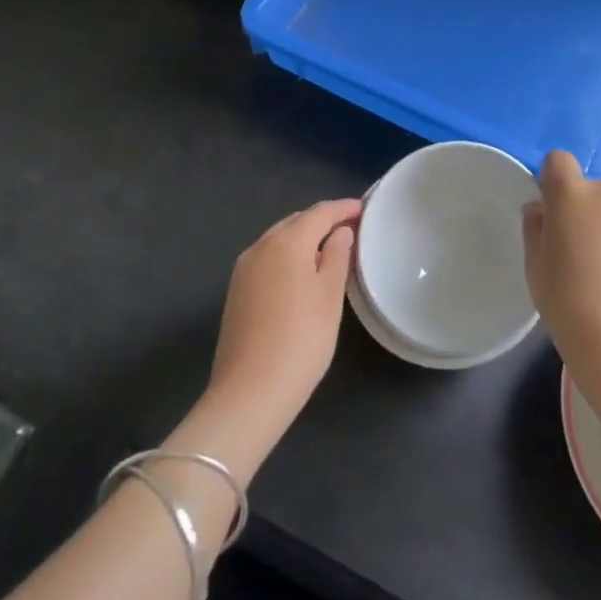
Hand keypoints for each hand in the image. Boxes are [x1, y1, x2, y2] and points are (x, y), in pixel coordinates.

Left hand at [206, 198, 360, 447]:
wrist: (249, 392)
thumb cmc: (302, 340)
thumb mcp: (330, 296)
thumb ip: (337, 257)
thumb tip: (341, 232)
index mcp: (287, 241)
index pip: (320, 212)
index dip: (343, 208)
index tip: (364, 209)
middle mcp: (260, 246)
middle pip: (296, 222)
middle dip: (322, 221)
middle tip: (350, 229)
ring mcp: (243, 269)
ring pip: (278, 239)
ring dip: (303, 238)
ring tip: (329, 250)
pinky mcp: (236, 290)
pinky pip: (267, 258)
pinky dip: (287, 256)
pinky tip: (300, 273)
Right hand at [522, 153, 600, 451]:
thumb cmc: (566, 300)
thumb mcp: (534, 263)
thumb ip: (535, 226)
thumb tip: (541, 209)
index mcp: (572, 193)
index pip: (558, 161)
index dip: (551, 180)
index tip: (550, 213)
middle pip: (589, 190)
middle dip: (581, 209)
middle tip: (576, 249)